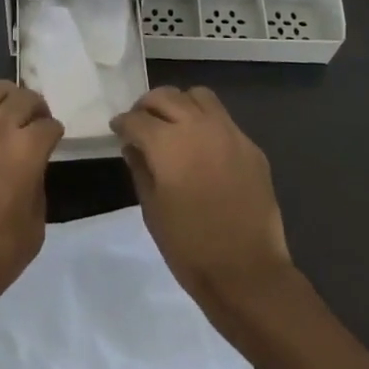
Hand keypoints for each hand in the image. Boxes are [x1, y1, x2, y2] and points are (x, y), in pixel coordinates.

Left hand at [0, 79, 64, 317]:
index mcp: (27, 152)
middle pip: (23, 98)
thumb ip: (37, 186)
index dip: (55, 133)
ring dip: (5, 92)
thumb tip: (31, 167)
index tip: (54, 141)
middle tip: (35, 121)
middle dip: (35, 107)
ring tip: (8, 104)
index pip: (49, 126)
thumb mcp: (35, 226)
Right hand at [112, 86, 293, 318]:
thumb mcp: (152, 209)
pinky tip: (202, 147)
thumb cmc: (189, 246)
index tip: (117, 130)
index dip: (122, 123)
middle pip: (166, 97)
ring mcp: (230, 133)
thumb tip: (133, 147)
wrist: (247, 272)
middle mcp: (199, 127)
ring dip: (180, 104)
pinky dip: (206, 122)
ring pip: (199, 96)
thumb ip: (140, 169)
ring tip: (173, 125)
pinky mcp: (251, 147)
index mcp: (168, 144)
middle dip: (147, 106)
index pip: (137, 119)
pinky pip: (224, 120)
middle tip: (140, 124)